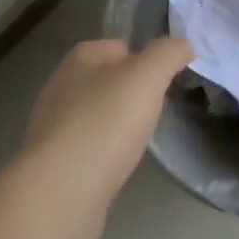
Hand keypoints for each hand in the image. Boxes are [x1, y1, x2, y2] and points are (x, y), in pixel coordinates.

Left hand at [20, 37, 192, 211]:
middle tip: (158, 108)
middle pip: (106, 80)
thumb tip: (184, 44)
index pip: (118, 46)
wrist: (60, 194)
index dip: (144, 57)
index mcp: (79, 60)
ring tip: (142, 138)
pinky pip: (88, 148)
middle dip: (131, 92)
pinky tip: (119, 164)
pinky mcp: (55, 165)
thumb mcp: (147, 77)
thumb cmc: (105, 124)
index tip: (166, 78)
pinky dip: (106, 152)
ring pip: (97, 115)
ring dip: (118, 124)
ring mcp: (54, 128)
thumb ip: (168, 54)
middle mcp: (61, 87)